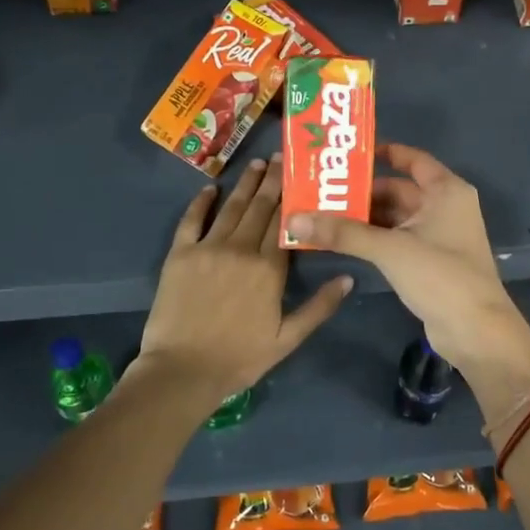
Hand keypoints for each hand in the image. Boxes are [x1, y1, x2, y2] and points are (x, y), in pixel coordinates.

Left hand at [135, 157, 350, 406]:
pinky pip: (191, 221)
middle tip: (280, 158)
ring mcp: (208, 249)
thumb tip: (349, 278)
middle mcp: (240, 249)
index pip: (284, 224)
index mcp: (268, 269)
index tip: (299, 175)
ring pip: (231, 208)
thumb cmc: (240, 358)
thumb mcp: (288, 339)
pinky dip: (201, 202)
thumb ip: (319, 307)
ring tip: (256, 165)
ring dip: (244, 185)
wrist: (182, 371)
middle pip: (259, 209)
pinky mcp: (180, 255)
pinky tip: (210, 188)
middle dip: (271, 182)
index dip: (292, 198)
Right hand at [284, 143, 529, 370]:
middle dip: (362, 192)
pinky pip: (397, 240)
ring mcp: (439, 236)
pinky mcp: (431, 262)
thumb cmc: (440, 276)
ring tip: (323, 214)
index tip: (348, 154)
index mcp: (446, 191)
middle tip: (320, 190)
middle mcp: (445, 207)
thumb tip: (295, 219)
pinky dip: (374, 238)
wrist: (476, 330)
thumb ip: (343, 232)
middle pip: (399, 190)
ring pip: (396, 217)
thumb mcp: (390, 249)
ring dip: (365, 218)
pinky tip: (343, 241)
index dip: (384, 152)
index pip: (412, 159)